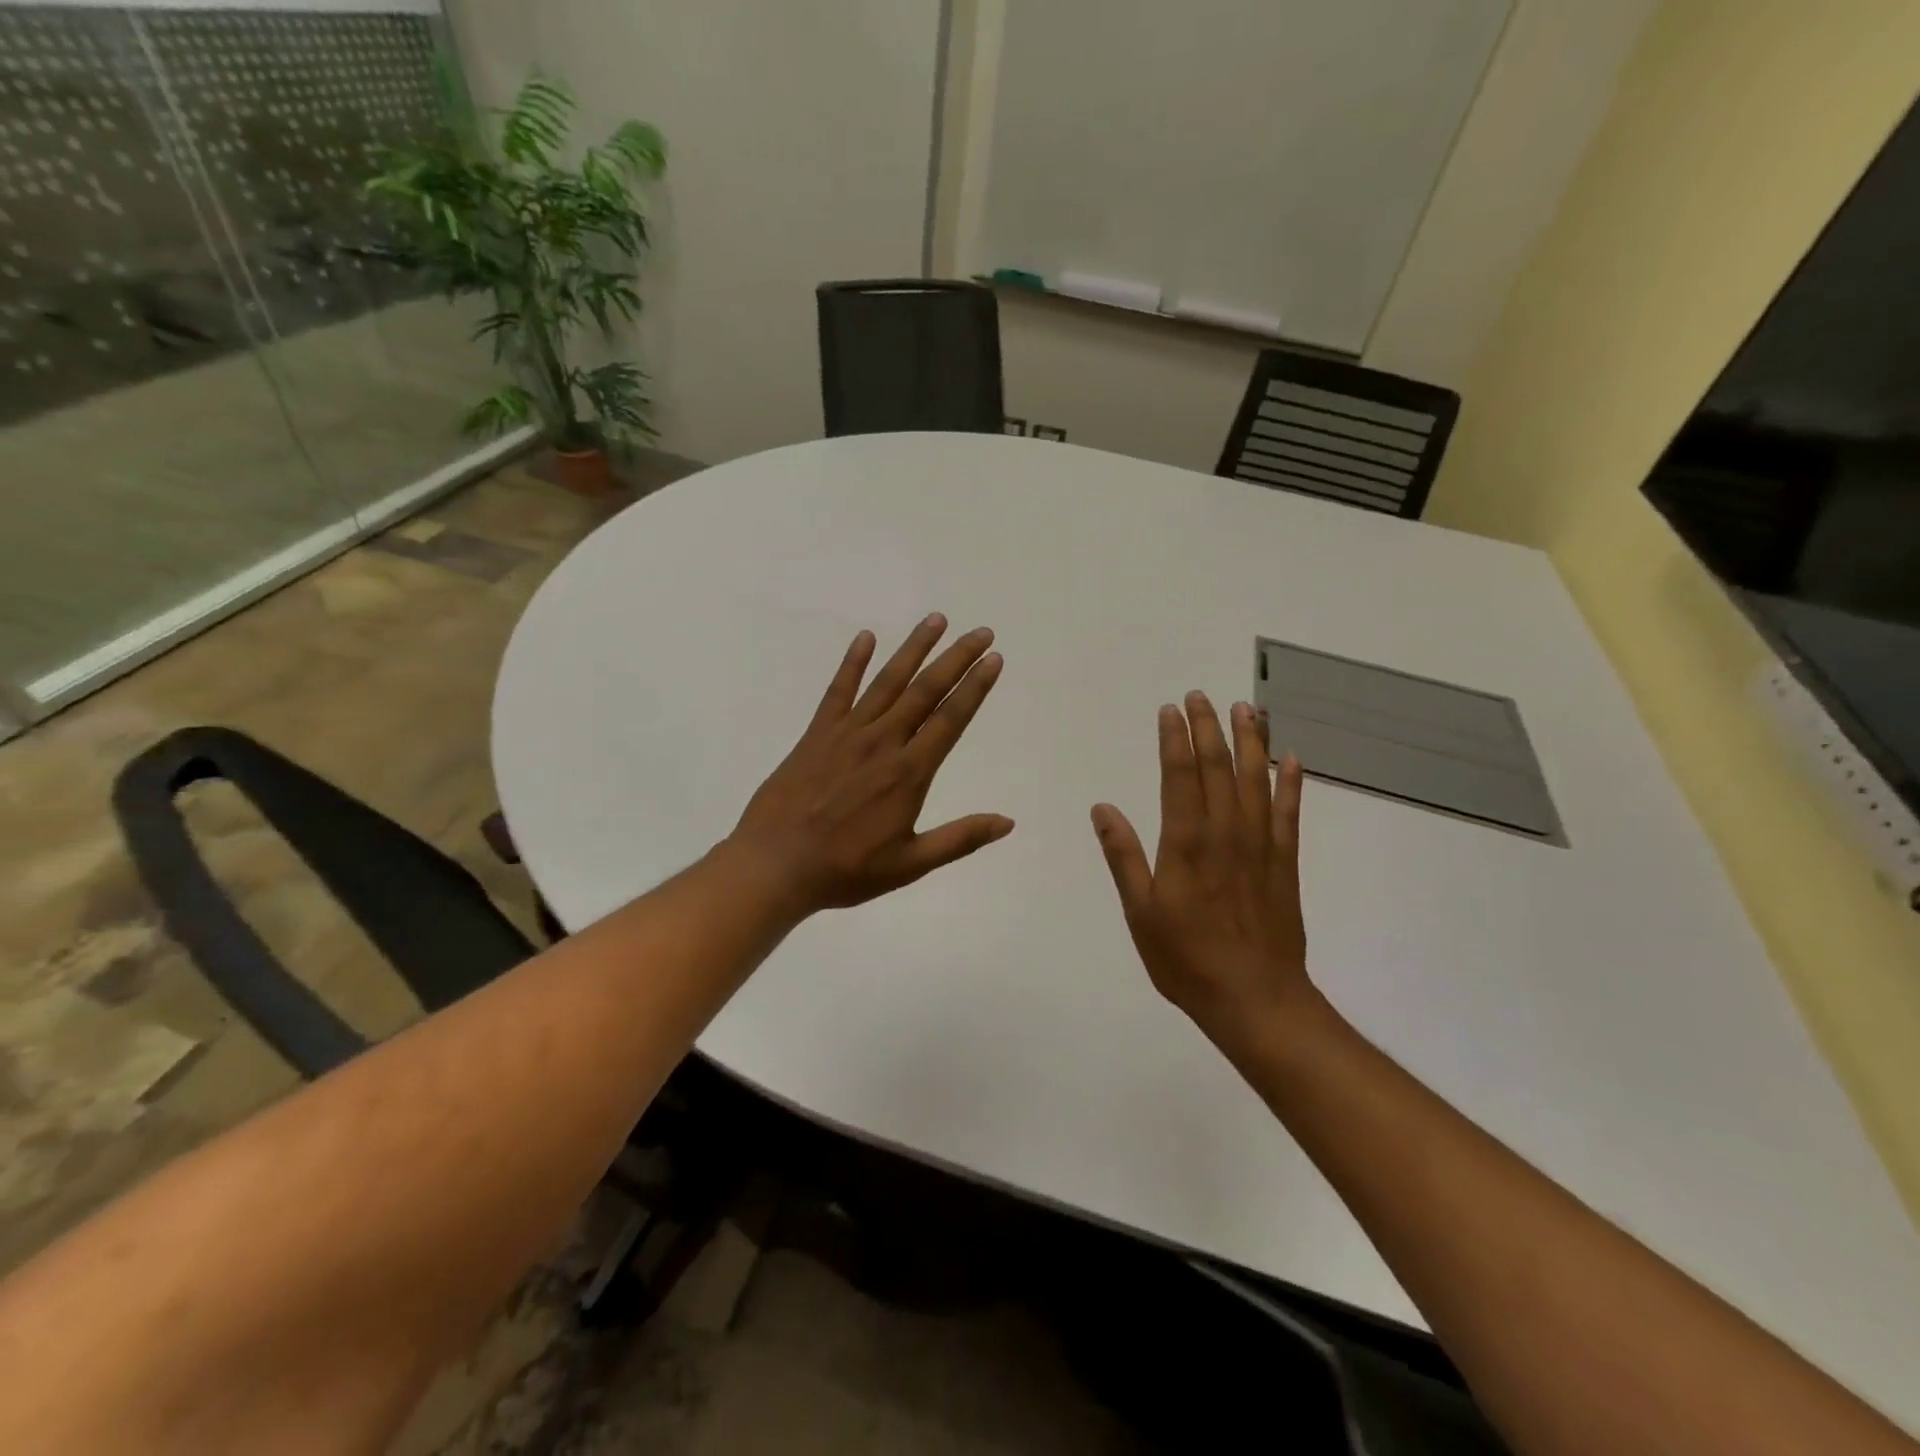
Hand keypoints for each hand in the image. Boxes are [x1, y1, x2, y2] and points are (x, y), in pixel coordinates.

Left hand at [728, 614, 1014, 915]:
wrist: (775, 865)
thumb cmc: (846, 870)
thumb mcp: (910, 864)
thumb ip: (960, 839)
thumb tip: (1008, 823)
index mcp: (909, 773)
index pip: (950, 720)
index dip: (975, 687)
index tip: (994, 660)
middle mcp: (883, 743)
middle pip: (925, 691)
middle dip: (956, 658)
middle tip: (981, 632)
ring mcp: (848, 733)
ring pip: (888, 682)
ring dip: (914, 649)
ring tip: (936, 620)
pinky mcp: (817, 734)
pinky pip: (838, 690)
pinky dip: (852, 663)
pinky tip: (865, 637)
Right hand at [1091, 693, 1316, 1060]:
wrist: (1255, 999)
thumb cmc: (1186, 958)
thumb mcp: (1140, 912)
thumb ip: (1123, 856)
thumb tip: (1103, 807)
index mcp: (1186, 843)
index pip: (1180, 776)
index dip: (1174, 739)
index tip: (1170, 710)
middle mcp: (1225, 833)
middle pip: (1218, 768)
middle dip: (1208, 728)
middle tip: (1200, 696)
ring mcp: (1260, 845)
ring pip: (1255, 780)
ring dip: (1251, 742)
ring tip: (1246, 709)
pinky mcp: (1284, 863)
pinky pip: (1289, 813)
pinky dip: (1291, 784)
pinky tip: (1291, 759)